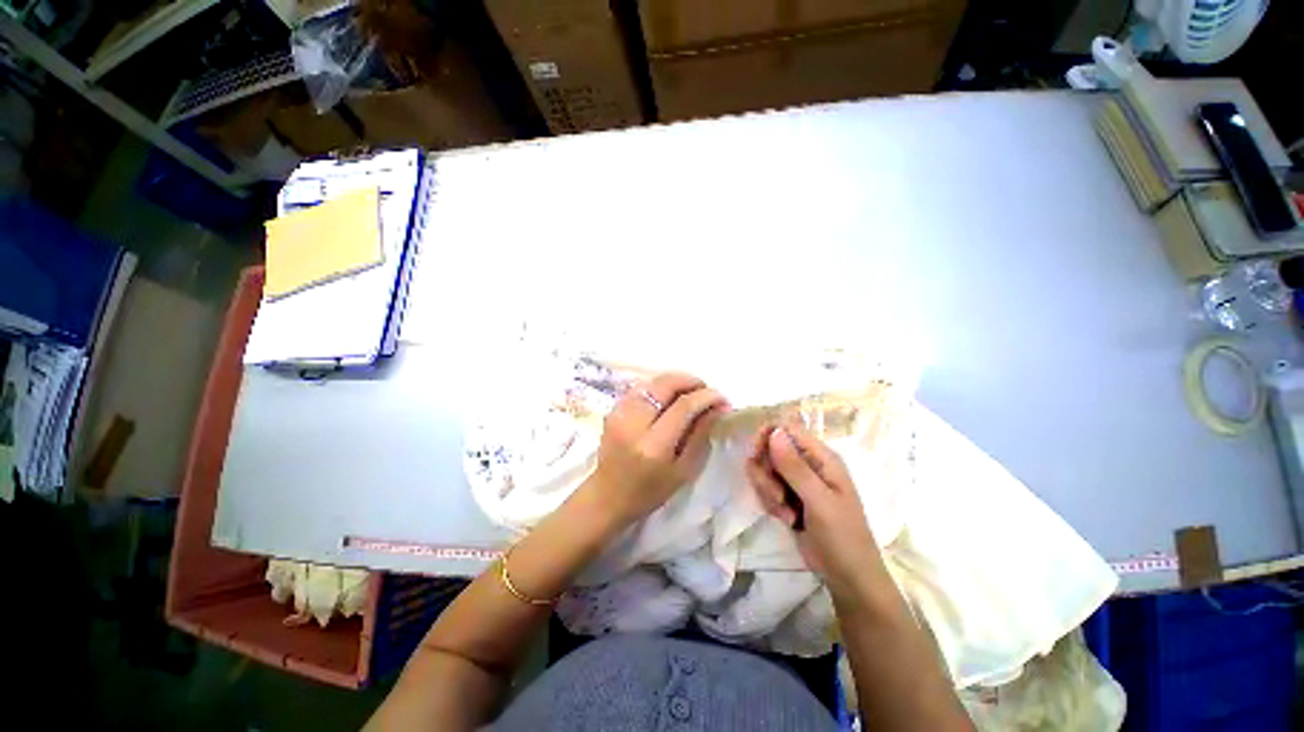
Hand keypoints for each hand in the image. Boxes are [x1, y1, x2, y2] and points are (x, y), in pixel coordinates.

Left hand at [582, 373, 728, 529]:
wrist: (607, 497)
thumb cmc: (649, 492)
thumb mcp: (683, 471)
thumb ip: (700, 436)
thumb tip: (717, 409)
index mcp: (653, 445)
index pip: (683, 406)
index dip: (706, 397)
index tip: (722, 399)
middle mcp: (633, 422)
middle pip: (665, 385)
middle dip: (691, 381)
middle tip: (707, 390)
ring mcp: (619, 412)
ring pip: (653, 381)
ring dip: (676, 381)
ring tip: (691, 392)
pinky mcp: (613, 409)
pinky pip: (641, 387)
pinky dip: (659, 386)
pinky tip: (670, 396)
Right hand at [745, 422, 883, 594]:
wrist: (848, 578)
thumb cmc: (842, 537)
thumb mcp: (818, 501)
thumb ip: (794, 466)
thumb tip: (774, 431)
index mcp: (821, 457)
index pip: (786, 429)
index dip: (767, 436)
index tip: (755, 456)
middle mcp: (808, 464)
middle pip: (770, 449)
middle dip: (766, 473)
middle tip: (777, 496)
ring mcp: (796, 481)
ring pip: (765, 470)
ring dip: (768, 492)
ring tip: (786, 514)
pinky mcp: (788, 497)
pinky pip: (766, 488)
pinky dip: (770, 503)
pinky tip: (787, 520)